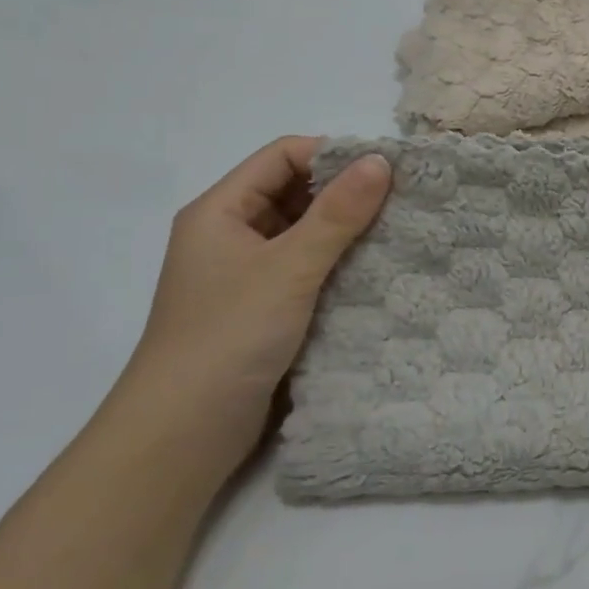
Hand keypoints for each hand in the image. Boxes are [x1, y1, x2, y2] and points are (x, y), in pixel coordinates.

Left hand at [103, 137, 390, 486]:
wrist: (184, 433)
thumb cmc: (229, 335)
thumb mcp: (289, 267)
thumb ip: (338, 213)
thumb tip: (382, 160)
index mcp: (221, 211)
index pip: (282, 157)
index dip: (333, 155)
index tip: (387, 170)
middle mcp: (231, 235)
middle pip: (294, 193)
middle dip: (346, 193)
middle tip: (404, 201)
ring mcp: (247, 275)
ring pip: (305, 234)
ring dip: (347, 232)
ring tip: (401, 232)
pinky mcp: (264, 310)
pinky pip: (308, 270)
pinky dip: (340, 265)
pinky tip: (378, 272)